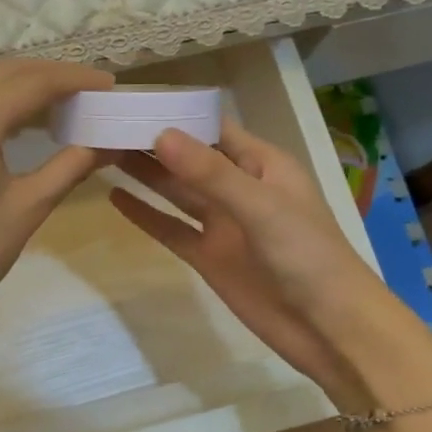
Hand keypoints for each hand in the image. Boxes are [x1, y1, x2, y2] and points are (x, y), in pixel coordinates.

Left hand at [0, 59, 113, 361]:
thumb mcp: (27, 208)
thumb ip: (71, 165)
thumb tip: (111, 145)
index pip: (33, 82)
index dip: (75, 79)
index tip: (110, 84)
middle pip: (6, 73)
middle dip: (51, 76)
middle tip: (91, 91)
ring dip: (24, 87)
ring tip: (66, 105)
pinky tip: (24, 124)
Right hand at [110, 121, 431, 408]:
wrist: (331, 330)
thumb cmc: (308, 256)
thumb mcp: (261, 207)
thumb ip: (210, 173)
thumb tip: (159, 135)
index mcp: (261, 164)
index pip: (212, 127)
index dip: (175, 113)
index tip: (131, 101)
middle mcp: (238, 187)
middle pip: (188, 157)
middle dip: (151, 141)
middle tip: (103, 125)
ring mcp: (222, 224)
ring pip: (175, 190)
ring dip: (144, 173)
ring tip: (100, 152)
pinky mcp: (208, 257)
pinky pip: (171, 229)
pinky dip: (145, 214)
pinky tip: (115, 198)